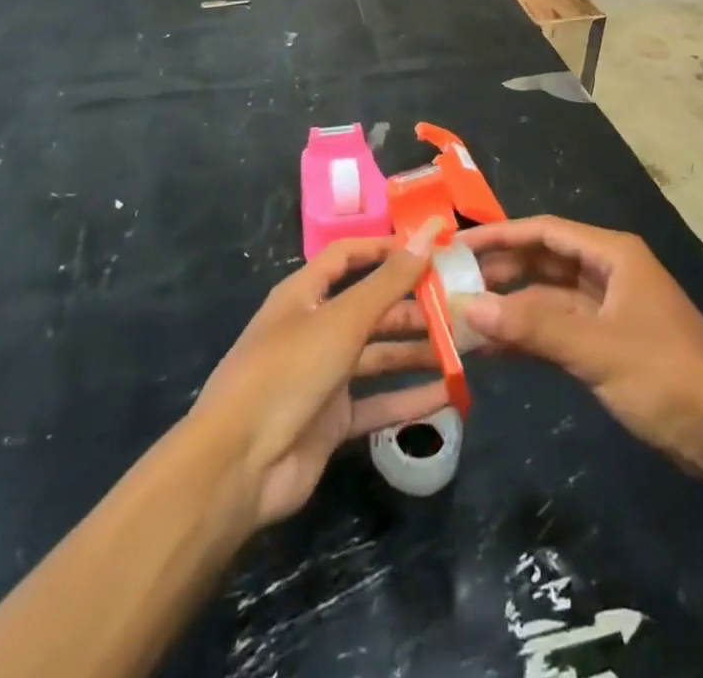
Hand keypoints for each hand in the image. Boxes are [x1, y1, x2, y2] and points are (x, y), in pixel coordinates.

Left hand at [190, 225, 449, 528]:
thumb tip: (428, 233)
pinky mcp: (332, 420)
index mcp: (305, 295)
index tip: (430, 249)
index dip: (385, 248)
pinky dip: (410, 398)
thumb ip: (389, 280)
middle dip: (414, 306)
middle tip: (461, 305)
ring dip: (418, 351)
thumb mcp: (342, 320)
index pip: (348, 256)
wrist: (237, 468)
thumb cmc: (288, 372)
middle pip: (371, 308)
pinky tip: (449, 395)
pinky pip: (378, 402)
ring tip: (465, 347)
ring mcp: (323, 376)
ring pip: (379, 355)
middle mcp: (314, 329)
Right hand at [458, 216, 702, 474]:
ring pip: (547, 297)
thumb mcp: (598, 348)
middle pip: (544, 262)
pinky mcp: (607, 344)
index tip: (456, 245)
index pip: (545, 232)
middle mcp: (608, 272)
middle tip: (449, 283)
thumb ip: (533, 327)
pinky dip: (528, 336)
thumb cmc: (668, 375)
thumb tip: (467, 306)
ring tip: (460, 315)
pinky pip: (557, 330)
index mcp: (613, 254)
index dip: (500, 235)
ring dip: (510, 306)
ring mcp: (608, 310)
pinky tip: (491, 348)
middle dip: (500, 271)